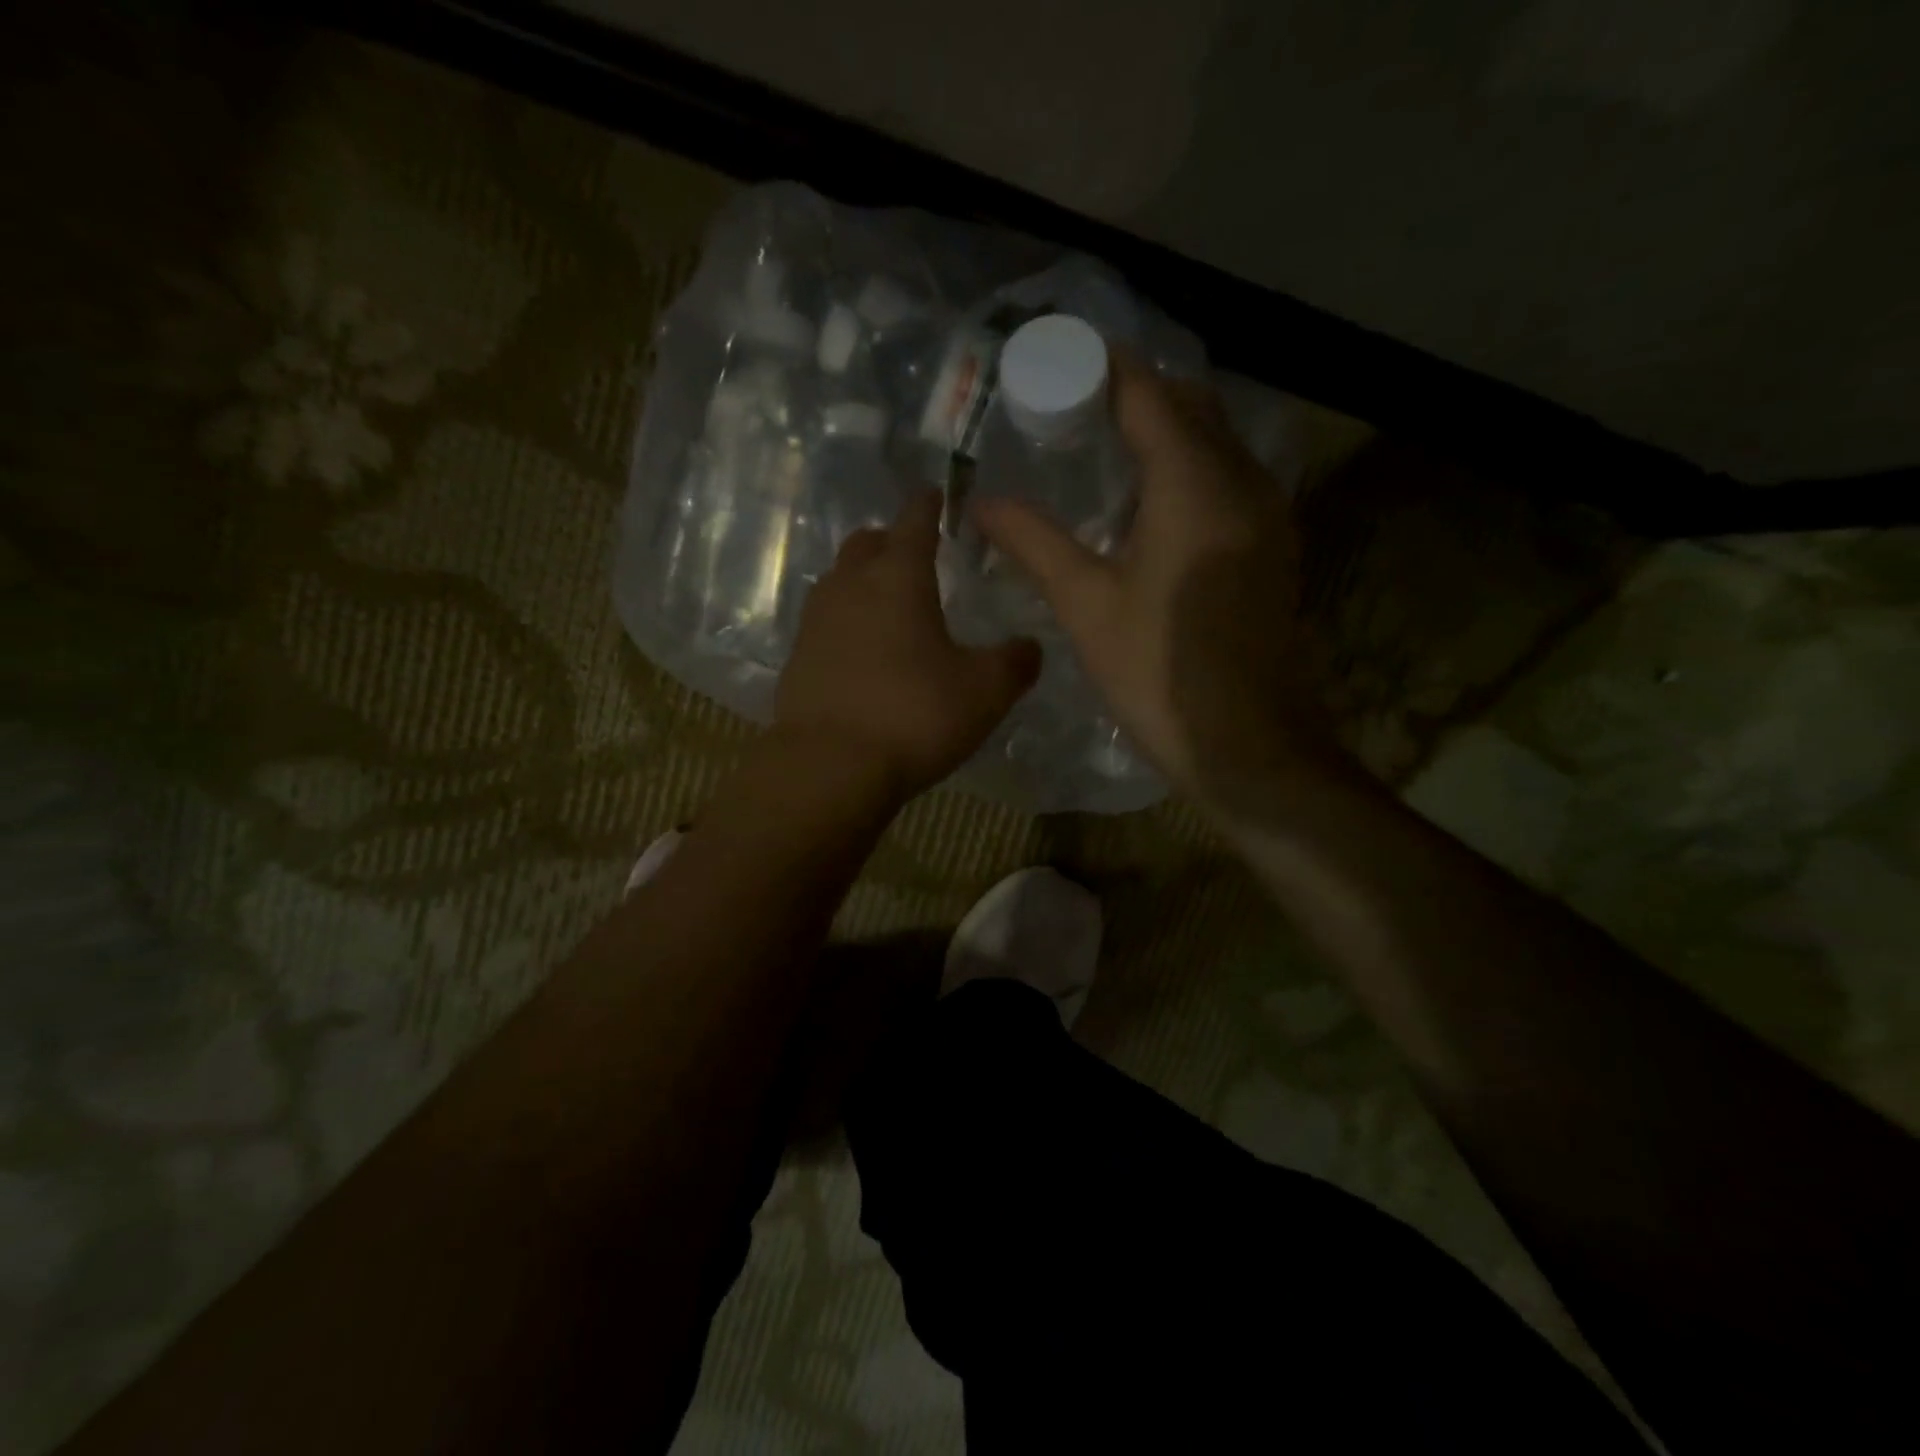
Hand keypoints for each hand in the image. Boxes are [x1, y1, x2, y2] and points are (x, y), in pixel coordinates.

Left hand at [776, 490, 1040, 798]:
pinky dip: (845, 624)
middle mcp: (850, 587)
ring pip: (839, 582)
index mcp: (899, 578)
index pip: (914, 522)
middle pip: (866, 545)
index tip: (934, 494)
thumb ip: (1014, 663)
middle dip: (889, 541)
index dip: (927, 505)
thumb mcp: (985, 691)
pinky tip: (861, 652)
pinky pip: (824, 625)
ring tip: (887, 603)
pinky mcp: (797, 660)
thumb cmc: (915, 715)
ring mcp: (816, 623)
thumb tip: (1031, 647)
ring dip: (862, 581)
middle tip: (912, 553)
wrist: (830, 767)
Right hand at [972, 355, 1336, 811]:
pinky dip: (1190, 469)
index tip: (1059, 362)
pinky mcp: (1272, 548)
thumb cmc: (1159, 672)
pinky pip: (1229, 479)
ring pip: (1216, 442)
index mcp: (1194, 484)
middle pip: (1190, 407)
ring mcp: (1266, 514)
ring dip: (1166, 431)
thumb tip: (982, 503)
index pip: (1149, 394)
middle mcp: (1241, 482)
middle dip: (1136, 394)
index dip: (1105, 370)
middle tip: (1075, 408)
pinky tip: (1149, 505)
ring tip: (1105, 449)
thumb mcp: (1087, 605)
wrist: (1247, 744)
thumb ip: (1035, 543)